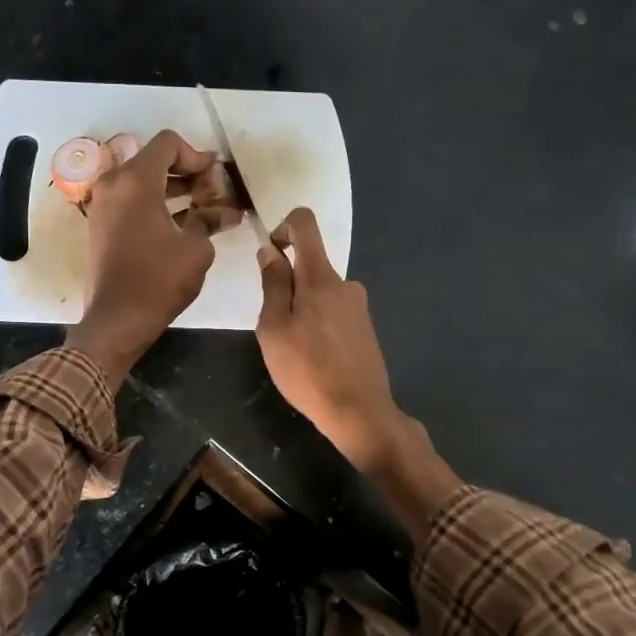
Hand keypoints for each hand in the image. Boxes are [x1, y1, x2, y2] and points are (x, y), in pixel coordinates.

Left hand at [67, 129, 239, 387]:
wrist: (118, 319)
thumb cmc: (160, 279)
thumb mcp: (196, 248)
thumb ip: (210, 220)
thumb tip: (227, 212)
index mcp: (136, 180)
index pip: (168, 143)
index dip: (196, 155)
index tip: (214, 177)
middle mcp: (113, 184)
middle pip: (153, 160)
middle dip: (185, 172)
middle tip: (212, 191)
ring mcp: (102, 204)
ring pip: (140, 181)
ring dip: (171, 189)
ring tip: (202, 208)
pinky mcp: (100, 225)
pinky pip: (130, 200)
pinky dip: (154, 203)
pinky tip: (179, 223)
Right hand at [255, 208, 403, 468]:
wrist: (359, 411)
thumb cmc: (307, 370)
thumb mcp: (274, 329)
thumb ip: (273, 285)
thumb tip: (270, 251)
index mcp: (320, 277)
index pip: (305, 223)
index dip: (282, 228)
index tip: (270, 257)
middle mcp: (345, 283)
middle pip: (310, 263)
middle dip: (287, 284)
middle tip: (276, 327)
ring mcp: (358, 305)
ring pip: (320, 292)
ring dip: (301, 308)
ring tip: (294, 349)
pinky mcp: (365, 327)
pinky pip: (333, 311)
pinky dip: (317, 323)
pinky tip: (314, 358)